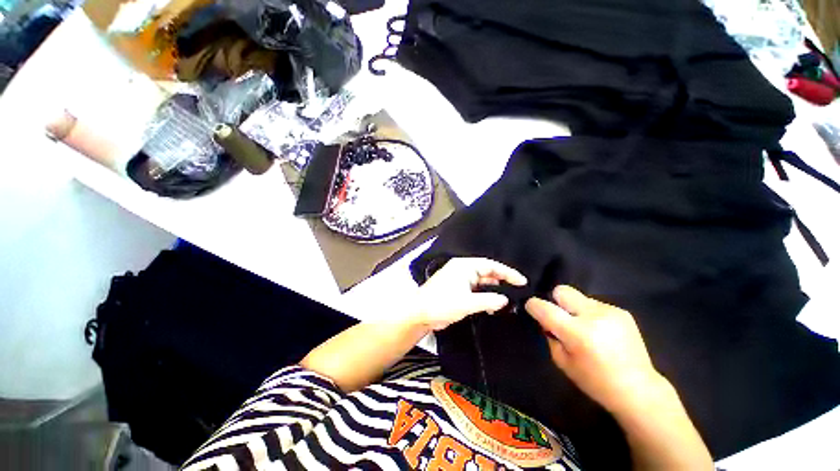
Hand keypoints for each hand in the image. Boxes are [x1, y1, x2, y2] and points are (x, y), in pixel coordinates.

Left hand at [411, 258, 527, 330]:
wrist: (420, 314)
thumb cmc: (441, 304)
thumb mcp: (467, 303)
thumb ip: (488, 300)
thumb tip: (505, 300)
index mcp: (464, 266)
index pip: (490, 265)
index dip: (507, 272)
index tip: (522, 281)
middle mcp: (463, 269)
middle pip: (487, 272)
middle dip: (501, 281)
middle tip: (518, 292)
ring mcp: (460, 279)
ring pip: (482, 282)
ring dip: (493, 290)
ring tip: (508, 301)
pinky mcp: (457, 289)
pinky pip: (475, 290)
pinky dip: (484, 296)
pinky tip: (492, 306)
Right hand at [525, 286, 667, 415]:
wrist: (638, 389)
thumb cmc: (595, 381)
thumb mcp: (562, 362)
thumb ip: (550, 336)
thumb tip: (545, 320)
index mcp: (577, 333)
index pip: (544, 307)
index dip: (533, 305)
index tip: (532, 308)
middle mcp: (593, 316)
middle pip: (562, 291)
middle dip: (556, 301)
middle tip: (561, 317)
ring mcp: (610, 311)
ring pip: (578, 297)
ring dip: (575, 309)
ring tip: (585, 328)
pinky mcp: (621, 311)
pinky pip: (594, 304)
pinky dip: (590, 314)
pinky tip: (600, 331)